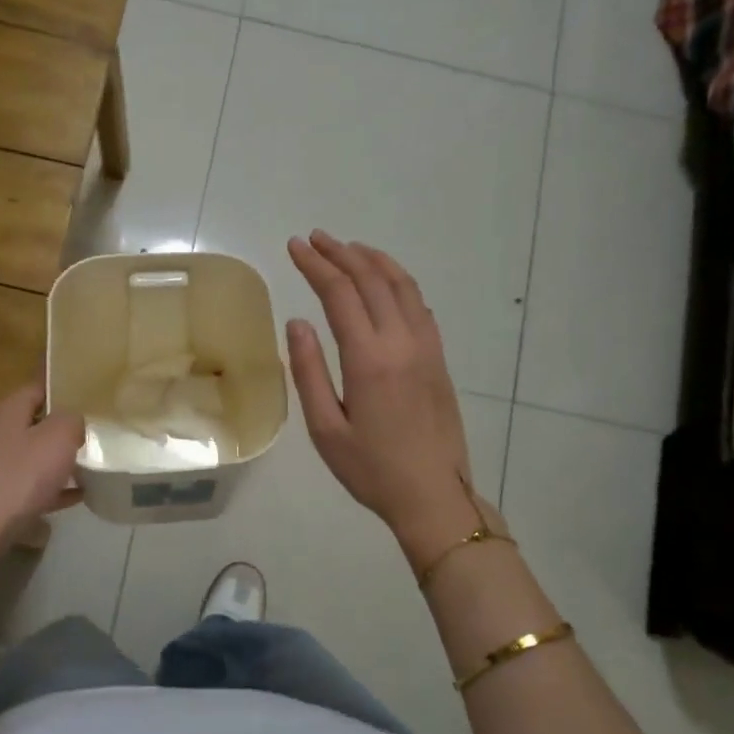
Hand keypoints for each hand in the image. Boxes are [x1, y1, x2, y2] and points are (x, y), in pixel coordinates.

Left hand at [0, 383, 83, 589]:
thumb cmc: (18, 477)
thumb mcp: (58, 439)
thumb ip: (72, 420)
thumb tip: (72, 420)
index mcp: (7, 411)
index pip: (38, 388)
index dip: (65, 391)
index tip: (91, 401)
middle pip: (34, 424)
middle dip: (63, 432)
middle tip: (95, 438)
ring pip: (30, 457)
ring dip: (57, 463)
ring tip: (90, 469)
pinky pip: (26, 487)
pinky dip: (49, 490)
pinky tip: (74, 499)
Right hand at [286, 232, 484, 571]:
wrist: (434, 495)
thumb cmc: (372, 470)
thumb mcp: (326, 429)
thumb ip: (308, 372)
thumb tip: (297, 322)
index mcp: (369, 358)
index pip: (339, 293)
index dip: (315, 265)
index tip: (294, 247)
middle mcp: (401, 342)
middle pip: (371, 279)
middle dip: (340, 253)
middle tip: (314, 238)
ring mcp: (426, 348)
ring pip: (402, 286)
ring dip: (373, 260)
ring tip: (349, 247)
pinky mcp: (439, 359)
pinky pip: (419, 306)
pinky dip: (399, 282)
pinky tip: (387, 283)